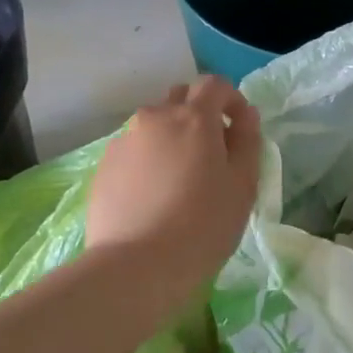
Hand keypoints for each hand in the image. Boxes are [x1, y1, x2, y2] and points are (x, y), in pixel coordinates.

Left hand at [87, 77, 261, 306]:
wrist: (135, 266)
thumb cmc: (203, 225)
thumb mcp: (242, 185)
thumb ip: (248, 141)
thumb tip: (246, 116)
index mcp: (193, 117)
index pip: (215, 85)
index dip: (232, 100)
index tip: (241, 129)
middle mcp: (154, 118)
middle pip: (180, 99)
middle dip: (199, 114)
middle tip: (211, 153)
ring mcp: (124, 141)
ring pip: (154, 126)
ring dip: (172, 138)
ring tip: (180, 180)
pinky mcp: (104, 166)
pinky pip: (134, 151)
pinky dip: (149, 160)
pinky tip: (153, 196)